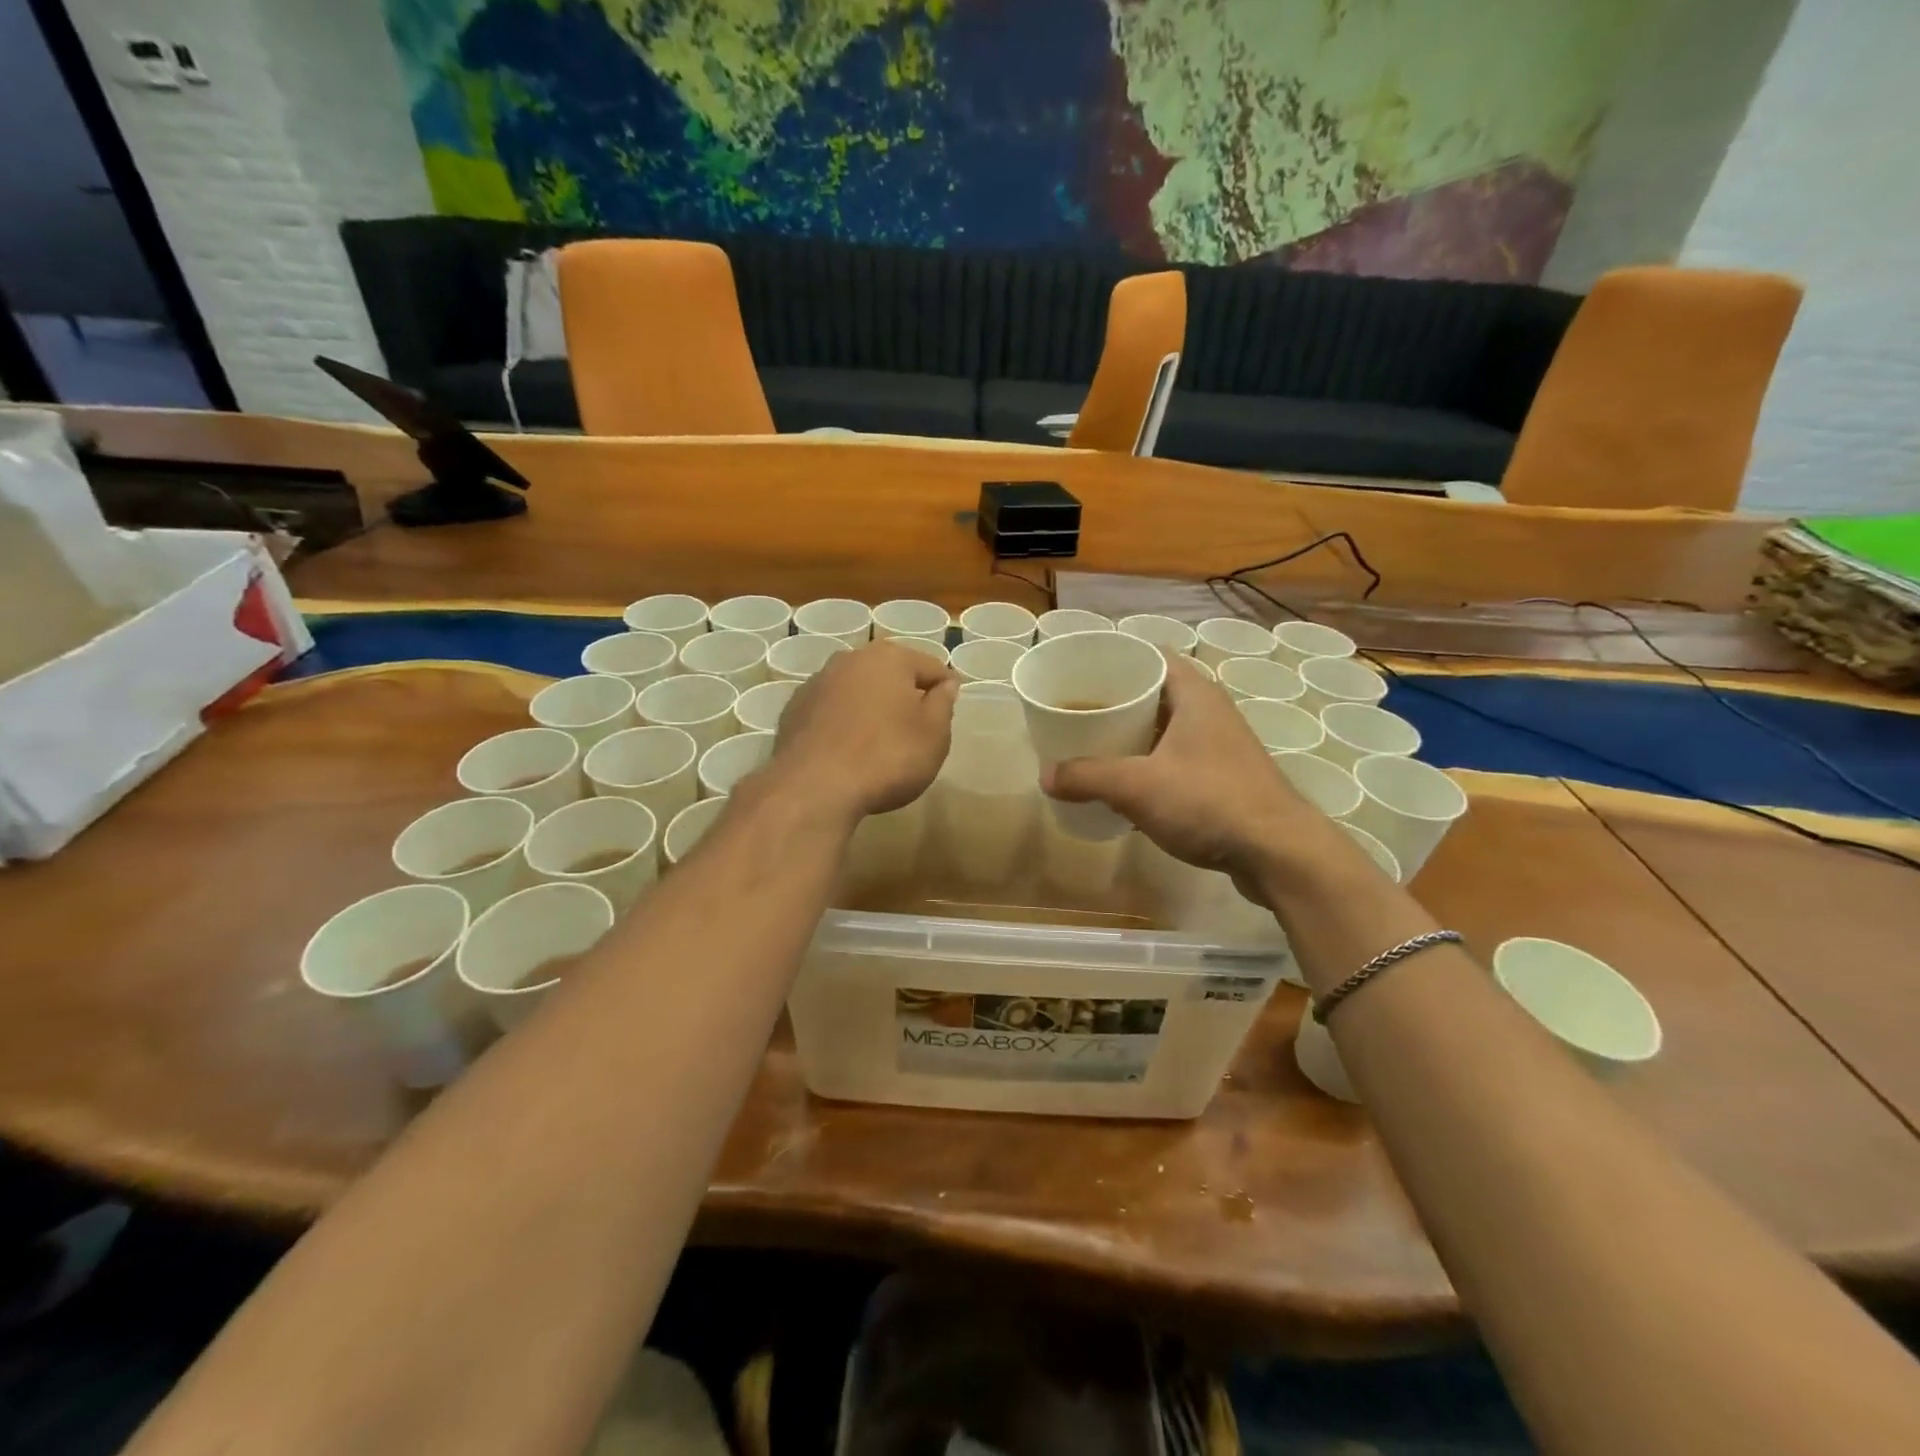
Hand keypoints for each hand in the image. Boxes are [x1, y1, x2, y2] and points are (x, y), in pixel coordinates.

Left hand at [767, 641, 958, 822]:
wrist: (814, 788)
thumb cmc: (887, 757)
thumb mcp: (934, 735)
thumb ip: (943, 704)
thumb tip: (945, 684)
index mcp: (890, 658)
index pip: (931, 667)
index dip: (946, 689)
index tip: (949, 713)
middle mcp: (850, 659)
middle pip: (890, 673)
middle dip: (905, 695)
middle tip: (916, 728)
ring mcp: (816, 683)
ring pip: (857, 690)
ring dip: (871, 707)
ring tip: (880, 741)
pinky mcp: (793, 710)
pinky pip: (831, 711)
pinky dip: (843, 723)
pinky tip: (848, 750)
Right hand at [1041, 656, 1353, 896]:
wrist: (1278, 853)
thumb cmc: (1208, 801)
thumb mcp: (1137, 786)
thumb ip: (1088, 777)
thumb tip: (1045, 776)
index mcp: (1194, 695)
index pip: (1153, 657)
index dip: (1118, 659)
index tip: (1081, 673)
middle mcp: (1210, 712)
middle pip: (1156, 693)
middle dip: (1117, 701)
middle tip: (1078, 712)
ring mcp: (1221, 747)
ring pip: (1166, 729)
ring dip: (1133, 736)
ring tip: (1093, 747)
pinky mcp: (1224, 779)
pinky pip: (1177, 759)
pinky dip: (1150, 764)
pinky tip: (1126, 786)